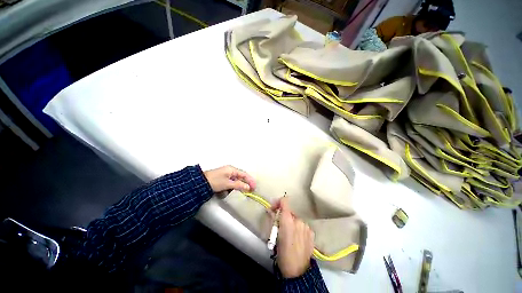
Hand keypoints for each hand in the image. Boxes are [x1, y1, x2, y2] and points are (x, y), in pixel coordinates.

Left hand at [204, 165, 255, 192]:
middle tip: (250, 191)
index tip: (254, 187)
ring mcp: (226, 174)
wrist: (200, 183)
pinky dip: (231, 187)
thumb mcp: (227, 184)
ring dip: (237, 186)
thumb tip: (248, 187)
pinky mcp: (222, 179)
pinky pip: (230, 182)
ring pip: (236, 180)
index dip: (250, 180)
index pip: (244, 174)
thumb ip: (238, 185)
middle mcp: (230, 170)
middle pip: (241, 177)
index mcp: (232, 169)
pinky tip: (229, 191)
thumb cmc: (215, 181)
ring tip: (240, 191)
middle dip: (245, 184)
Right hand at [273, 197, 314, 277]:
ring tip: (289, 234)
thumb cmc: (282, 254)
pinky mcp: (311, 232)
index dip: (278, 202)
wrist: (298, 271)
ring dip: (291, 223)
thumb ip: (273, 220)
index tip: (274, 208)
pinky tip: (297, 238)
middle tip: (279, 226)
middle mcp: (298, 219)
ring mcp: (306, 226)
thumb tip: (270, 210)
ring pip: (296, 219)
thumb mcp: (274, 236)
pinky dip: (298, 228)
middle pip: (289, 211)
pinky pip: (302, 226)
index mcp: (287, 220)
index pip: (284, 201)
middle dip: (283, 216)